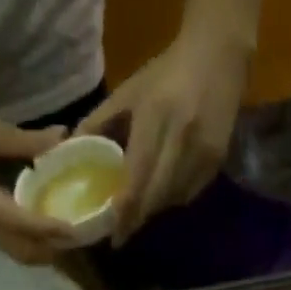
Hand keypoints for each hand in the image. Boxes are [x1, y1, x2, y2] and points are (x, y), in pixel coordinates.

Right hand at [0, 106, 80, 264]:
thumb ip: (25, 140)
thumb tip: (62, 138)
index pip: (22, 223)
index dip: (50, 228)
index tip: (76, 228)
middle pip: (24, 252)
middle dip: (53, 249)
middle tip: (80, 234)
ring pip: (17, 250)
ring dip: (43, 248)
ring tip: (68, 231)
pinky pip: (9, 241)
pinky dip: (31, 239)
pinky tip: (45, 221)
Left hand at [77, 26, 248, 243]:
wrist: (219, 53)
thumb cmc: (167, 71)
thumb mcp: (129, 90)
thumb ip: (100, 121)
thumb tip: (71, 150)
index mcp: (155, 118)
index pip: (137, 179)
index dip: (125, 212)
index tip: (113, 235)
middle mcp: (181, 139)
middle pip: (156, 197)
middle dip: (137, 219)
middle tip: (121, 232)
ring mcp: (203, 152)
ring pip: (173, 199)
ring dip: (154, 211)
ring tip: (138, 214)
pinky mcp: (217, 160)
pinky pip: (190, 193)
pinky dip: (173, 200)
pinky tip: (161, 195)